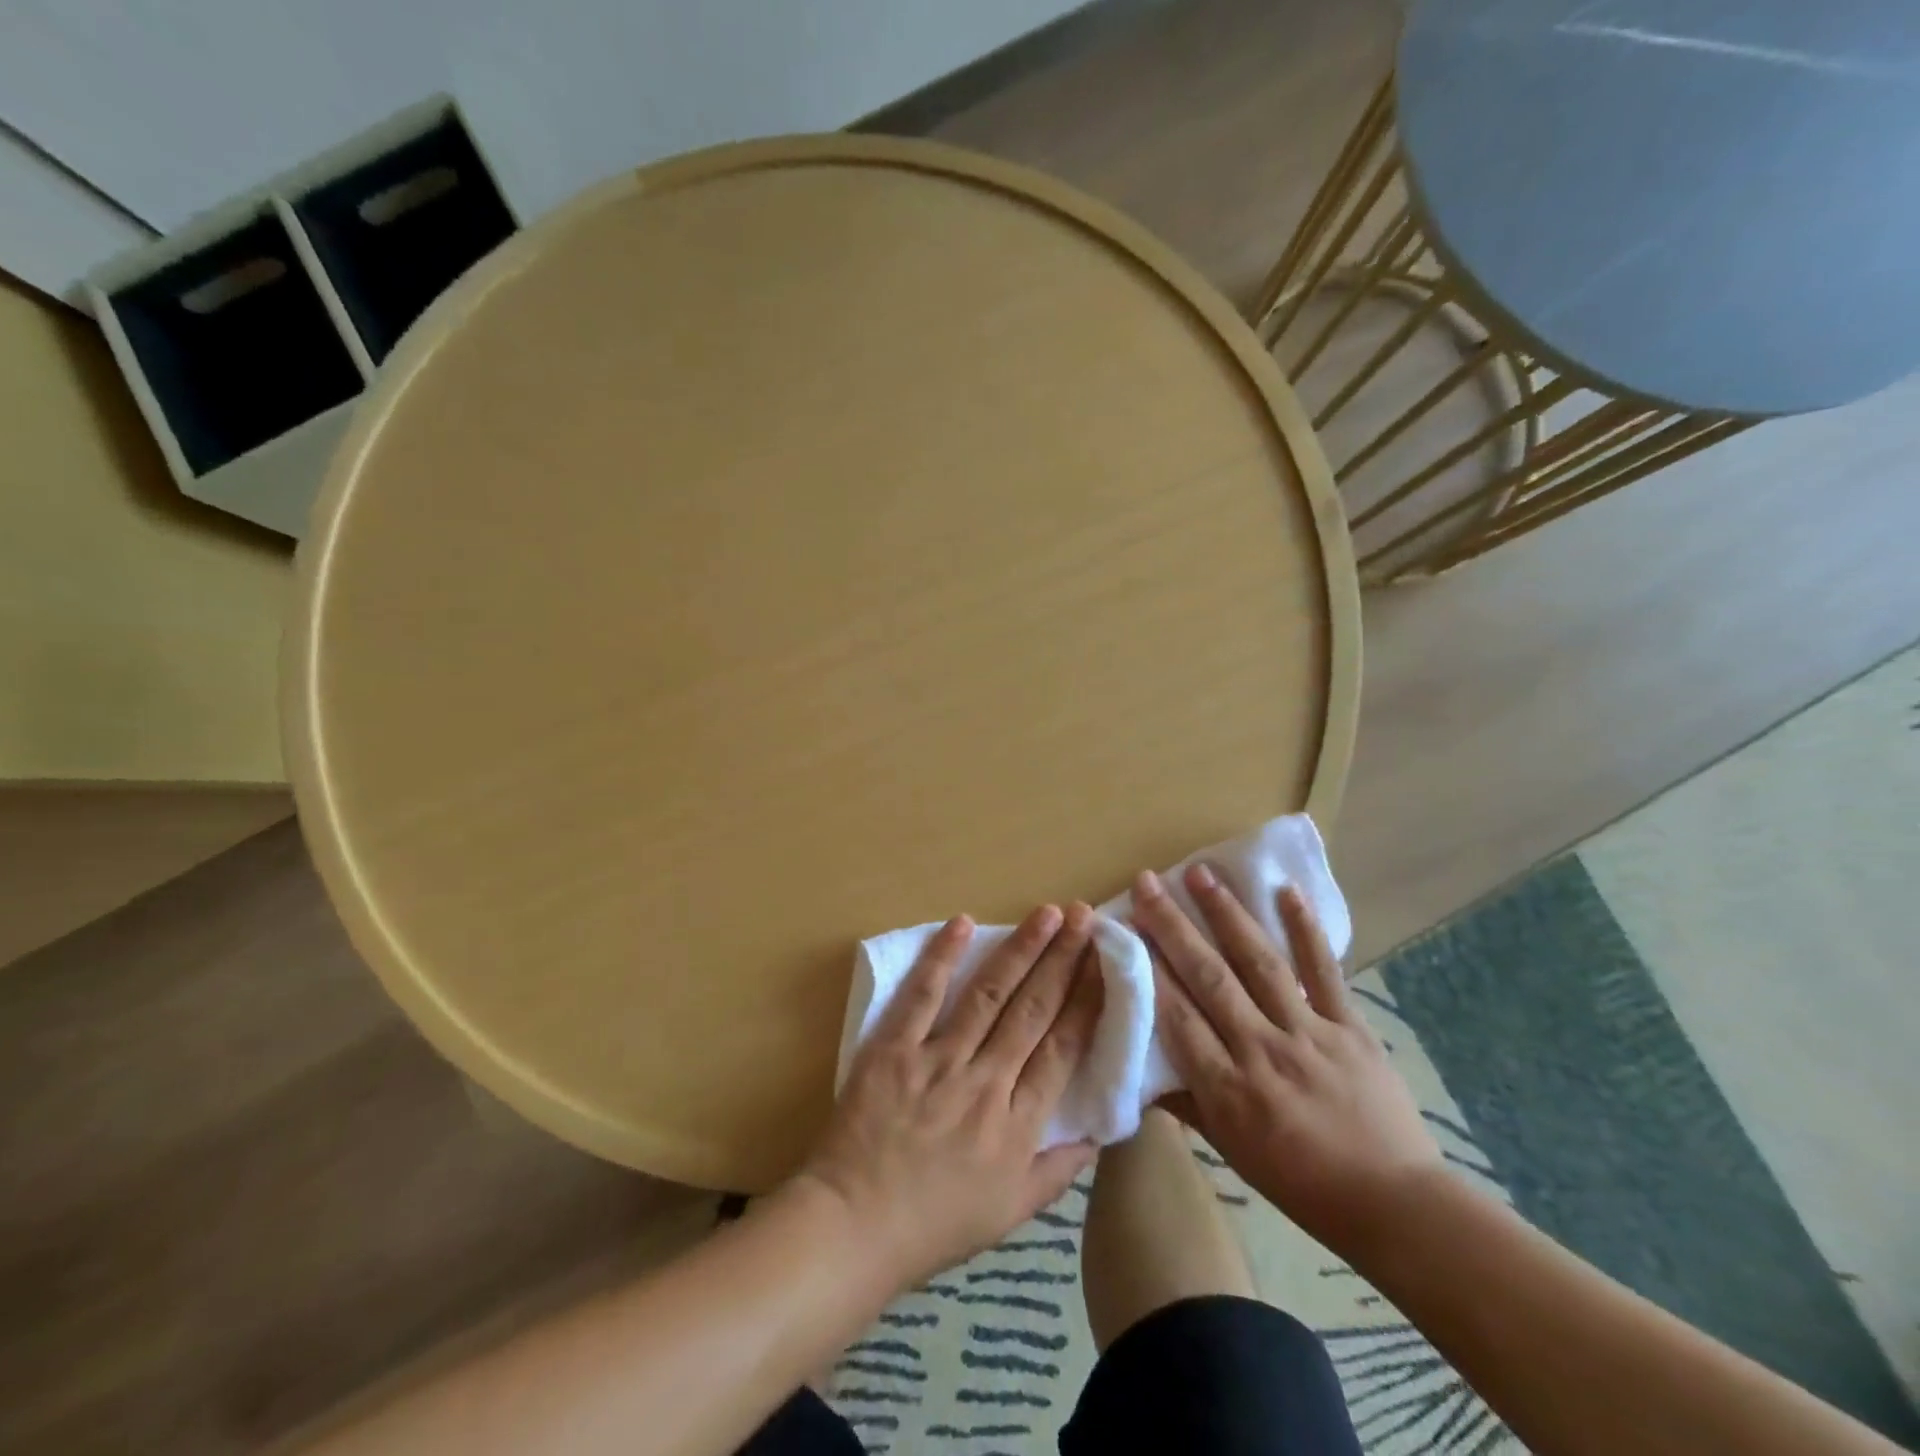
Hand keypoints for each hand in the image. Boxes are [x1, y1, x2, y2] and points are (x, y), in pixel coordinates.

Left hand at [797, 903, 1103, 1290]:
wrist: (854, 1227)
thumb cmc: (935, 1224)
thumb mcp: (1011, 1213)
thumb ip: (1059, 1171)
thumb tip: (1099, 1132)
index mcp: (1018, 1125)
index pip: (1063, 1048)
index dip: (1087, 1000)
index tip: (1104, 962)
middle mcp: (986, 1084)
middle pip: (1033, 1010)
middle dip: (1063, 959)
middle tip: (1082, 916)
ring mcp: (938, 1062)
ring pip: (989, 994)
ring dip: (1021, 949)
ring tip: (1045, 913)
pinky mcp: (894, 1049)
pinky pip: (922, 996)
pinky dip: (942, 957)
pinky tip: (963, 923)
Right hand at [1133, 866, 1441, 1253]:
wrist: (1393, 1203)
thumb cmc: (1299, 1181)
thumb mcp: (1230, 1150)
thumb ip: (1183, 1102)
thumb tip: (1138, 1071)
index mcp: (1227, 1088)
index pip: (1176, 1016)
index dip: (1147, 969)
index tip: (1124, 927)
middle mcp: (1262, 1050)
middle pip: (1209, 977)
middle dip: (1172, 926)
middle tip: (1147, 883)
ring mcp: (1308, 1033)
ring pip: (1259, 962)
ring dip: (1226, 913)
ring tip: (1200, 872)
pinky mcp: (1349, 1025)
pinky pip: (1323, 970)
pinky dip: (1305, 929)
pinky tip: (1285, 891)